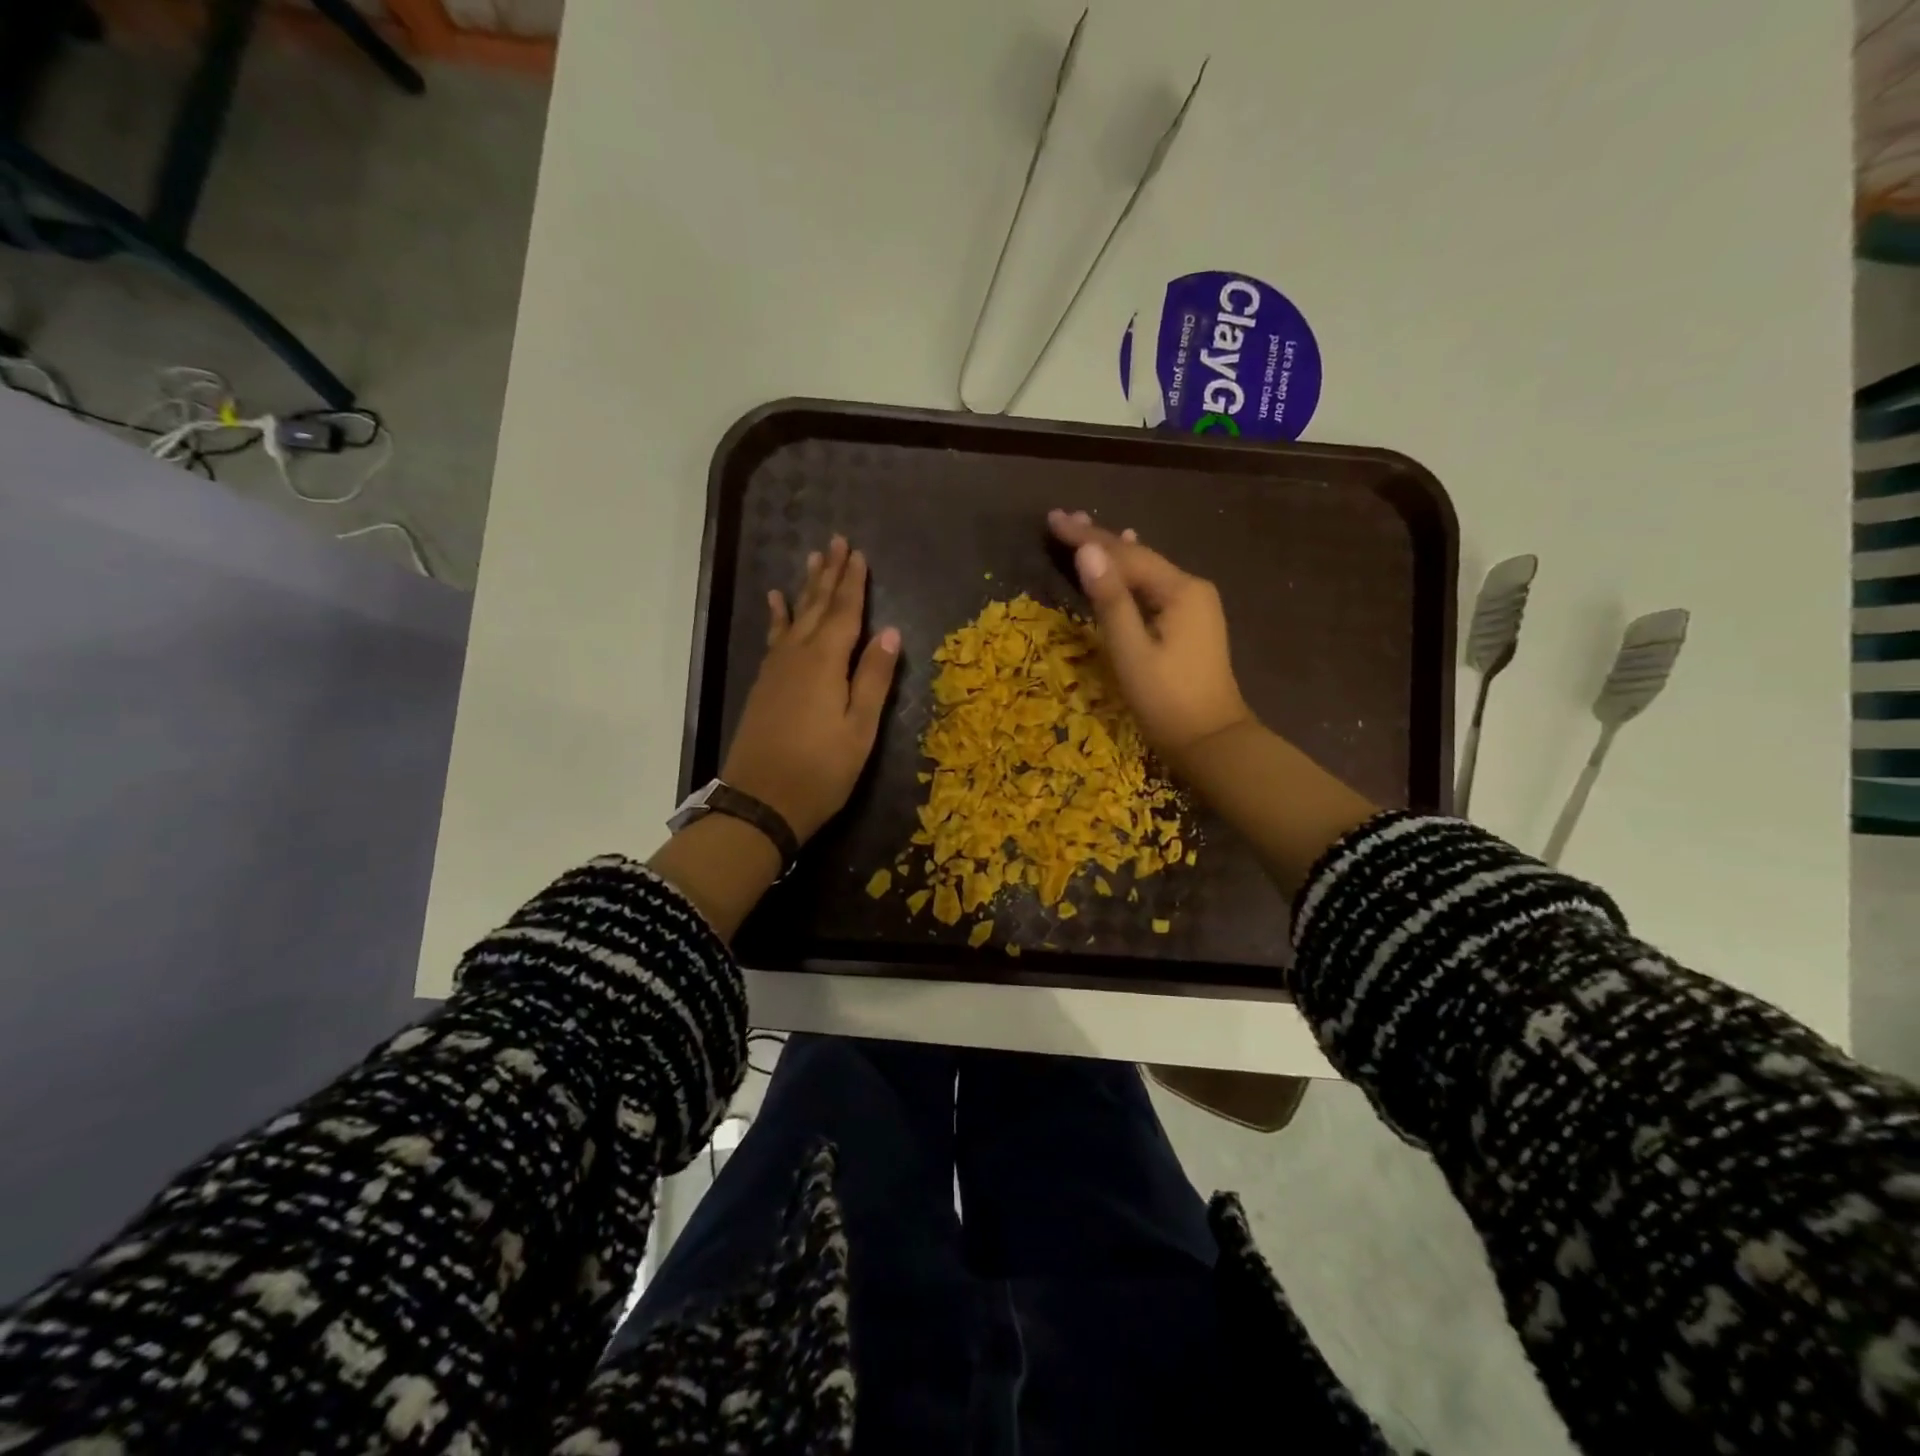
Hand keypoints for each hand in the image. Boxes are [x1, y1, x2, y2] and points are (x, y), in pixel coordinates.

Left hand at [720, 535, 901, 843]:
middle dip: (830, 575)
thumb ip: (874, 678)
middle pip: (817, 607)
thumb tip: (890, 632)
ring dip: (806, 588)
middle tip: (836, 542)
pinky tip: (776, 602)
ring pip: (794, 617)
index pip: (844, 613)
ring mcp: (776, 669)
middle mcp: (798, 656)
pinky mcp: (764, 684)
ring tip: (812, 560)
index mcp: (826, 663)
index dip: (853, 583)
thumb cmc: (820, 770)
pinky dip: (778, 616)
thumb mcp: (860, 729)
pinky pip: (774, 637)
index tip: (859, 553)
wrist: (760, 802)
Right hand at [1048, 510, 1374, 893]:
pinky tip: (1127, 558)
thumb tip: (1087, 552)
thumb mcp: (1131, 652)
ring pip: (1145, 570)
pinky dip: (1131, 572)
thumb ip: (1110, 601)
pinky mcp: (1191, 622)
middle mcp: (1191, 588)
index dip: (1086, 537)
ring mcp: (1195, 605)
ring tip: (1085, 529)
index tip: (1052, 520)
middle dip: (1098, 538)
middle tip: (1061, 518)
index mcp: (1179, 590)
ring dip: (1113, 552)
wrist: (1212, 741)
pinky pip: (1153, 586)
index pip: (1125, 554)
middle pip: (1137, 556)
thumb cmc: (1167, 701)